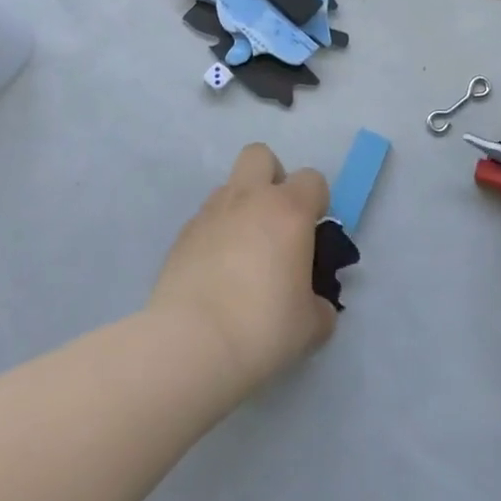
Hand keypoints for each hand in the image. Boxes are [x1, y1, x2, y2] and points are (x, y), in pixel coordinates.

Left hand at [150, 144, 338, 394]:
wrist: (189, 345)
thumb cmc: (262, 327)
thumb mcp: (310, 325)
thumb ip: (319, 305)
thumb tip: (315, 305)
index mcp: (289, 210)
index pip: (312, 179)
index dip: (316, 202)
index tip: (312, 235)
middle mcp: (249, 199)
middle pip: (260, 155)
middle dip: (271, 178)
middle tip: (275, 222)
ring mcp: (210, 213)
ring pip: (229, 187)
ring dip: (241, 208)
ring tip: (242, 255)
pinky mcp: (181, 236)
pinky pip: (205, 220)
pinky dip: (215, 235)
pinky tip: (215, 274)